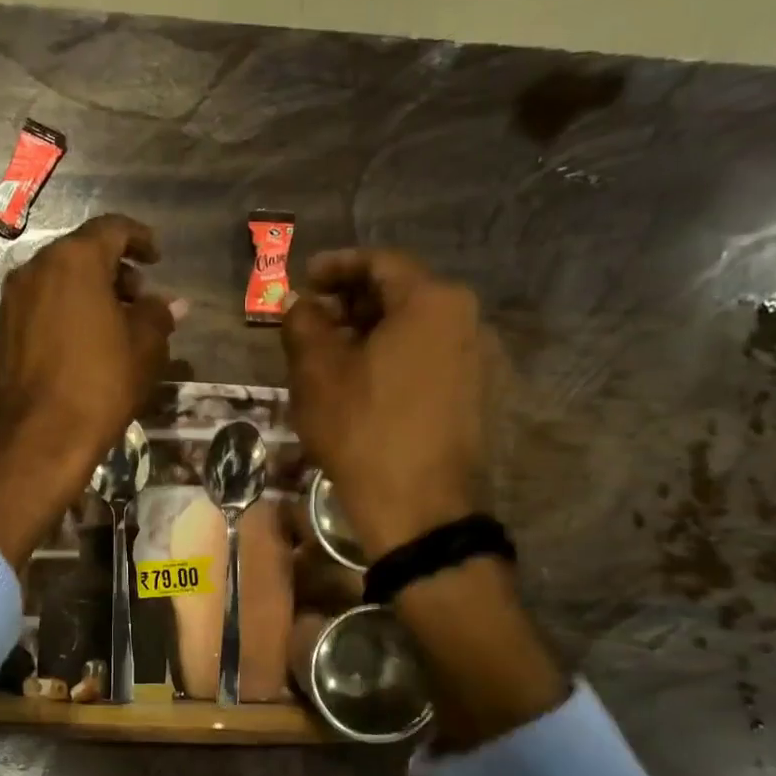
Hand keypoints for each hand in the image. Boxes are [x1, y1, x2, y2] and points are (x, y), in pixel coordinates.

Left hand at [0, 215, 179, 569]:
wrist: (39, 436)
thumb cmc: (100, 383)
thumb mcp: (144, 347)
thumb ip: (158, 315)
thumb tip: (172, 304)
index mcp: (74, 260)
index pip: (112, 229)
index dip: (139, 239)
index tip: (157, 258)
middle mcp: (36, 268)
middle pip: (81, 252)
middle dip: (114, 269)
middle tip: (139, 297)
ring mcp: (13, 299)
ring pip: (58, 278)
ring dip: (88, 290)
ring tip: (115, 322)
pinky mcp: (2, 329)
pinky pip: (41, 304)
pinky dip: (65, 308)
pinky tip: (84, 340)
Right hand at [282, 248, 566, 749]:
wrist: (421, 512)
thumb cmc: (364, 431)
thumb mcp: (318, 372)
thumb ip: (303, 322)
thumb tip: (295, 300)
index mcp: (433, 302)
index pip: (380, 263)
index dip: (335, 266)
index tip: (304, 280)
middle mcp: (468, 320)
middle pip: (401, 294)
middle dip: (351, 302)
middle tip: (311, 319)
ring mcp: (480, 360)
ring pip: (416, 329)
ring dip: (371, 332)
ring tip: (330, 354)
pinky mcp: (479, 396)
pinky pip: (430, 358)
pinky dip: (394, 358)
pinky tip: (362, 383)